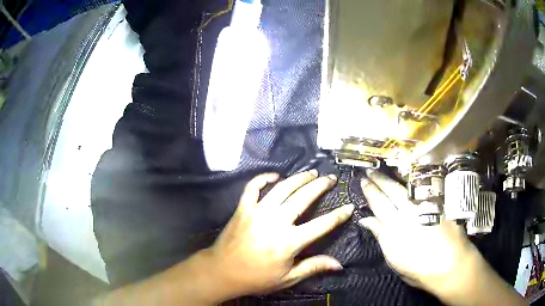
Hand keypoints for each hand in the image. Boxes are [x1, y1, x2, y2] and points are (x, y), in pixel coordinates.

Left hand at [205, 170, 354, 299]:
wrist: (222, 271)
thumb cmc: (256, 278)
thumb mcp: (288, 278)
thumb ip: (313, 267)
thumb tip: (339, 264)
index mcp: (289, 241)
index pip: (321, 225)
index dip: (338, 215)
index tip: (349, 206)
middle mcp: (275, 222)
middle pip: (302, 198)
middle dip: (319, 186)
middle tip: (330, 177)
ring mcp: (257, 212)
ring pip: (281, 188)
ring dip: (298, 178)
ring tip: (311, 173)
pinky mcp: (243, 208)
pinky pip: (253, 187)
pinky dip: (263, 178)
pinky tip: (274, 175)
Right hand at [358, 170, 480, 294]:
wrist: (450, 264)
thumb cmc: (418, 268)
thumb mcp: (394, 257)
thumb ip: (380, 235)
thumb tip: (366, 219)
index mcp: (395, 225)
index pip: (379, 201)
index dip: (370, 190)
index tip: (363, 180)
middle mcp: (410, 210)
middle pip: (392, 189)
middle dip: (380, 179)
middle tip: (371, 171)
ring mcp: (426, 204)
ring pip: (407, 186)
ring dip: (395, 178)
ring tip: (387, 173)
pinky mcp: (439, 203)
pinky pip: (423, 189)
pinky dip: (413, 184)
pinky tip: (410, 181)